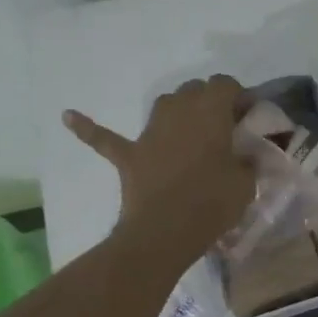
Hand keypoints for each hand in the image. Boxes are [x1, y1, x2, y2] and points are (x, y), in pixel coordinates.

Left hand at [64, 75, 254, 259]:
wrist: (165, 231)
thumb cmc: (212, 202)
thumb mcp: (246, 183)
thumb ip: (247, 161)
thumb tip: (245, 155)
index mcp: (210, 112)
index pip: (226, 85)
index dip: (239, 96)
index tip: (249, 116)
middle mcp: (178, 111)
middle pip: (195, 89)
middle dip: (211, 101)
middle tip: (225, 127)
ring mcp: (149, 131)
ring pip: (163, 104)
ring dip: (178, 110)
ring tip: (189, 128)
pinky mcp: (128, 155)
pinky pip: (103, 137)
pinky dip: (88, 127)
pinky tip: (68, 116)